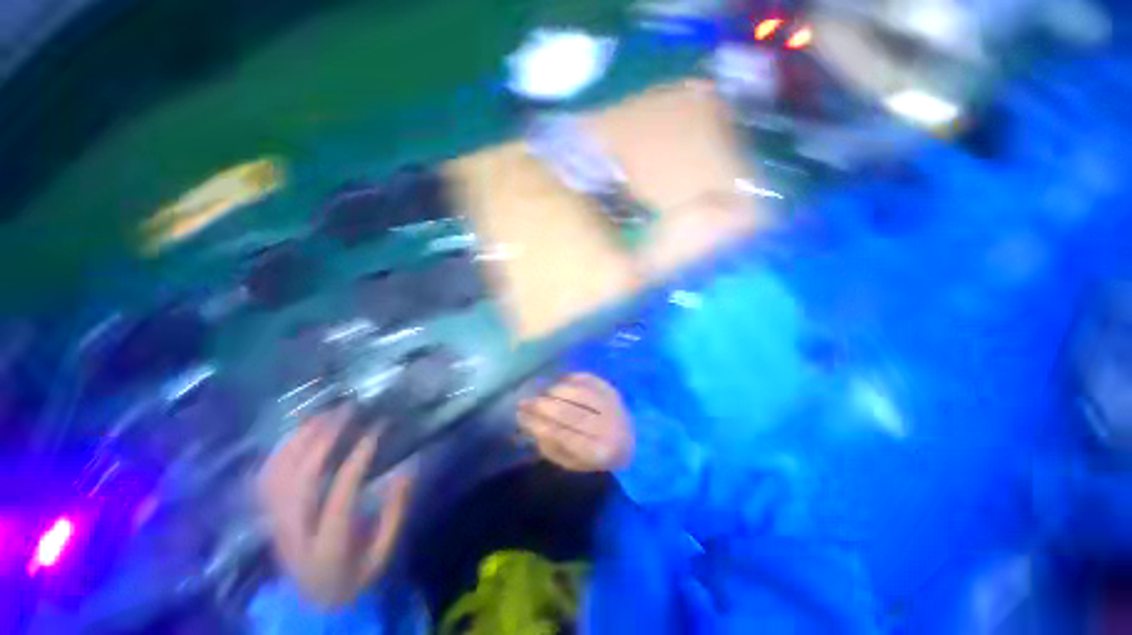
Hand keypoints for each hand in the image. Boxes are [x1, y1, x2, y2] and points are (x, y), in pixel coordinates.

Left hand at [256, 408, 411, 608]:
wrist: (310, 601)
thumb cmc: (354, 575)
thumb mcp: (383, 553)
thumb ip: (395, 513)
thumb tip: (407, 470)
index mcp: (327, 546)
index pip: (340, 494)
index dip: (358, 458)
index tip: (377, 429)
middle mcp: (294, 532)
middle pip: (301, 479)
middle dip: (325, 439)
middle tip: (348, 410)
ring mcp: (274, 523)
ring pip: (278, 474)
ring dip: (300, 439)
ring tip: (325, 413)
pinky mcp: (267, 515)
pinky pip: (265, 477)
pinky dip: (280, 450)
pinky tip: (298, 432)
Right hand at [519, 373, 633, 471]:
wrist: (632, 442)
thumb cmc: (596, 455)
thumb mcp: (573, 463)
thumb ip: (551, 448)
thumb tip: (530, 426)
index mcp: (598, 452)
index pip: (563, 436)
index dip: (538, 424)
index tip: (520, 415)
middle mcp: (608, 427)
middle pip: (570, 413)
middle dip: (542, 406)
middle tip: (524, 401)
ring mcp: (612, 406)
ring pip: (578, 393)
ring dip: (554, 391)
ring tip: (541, 393)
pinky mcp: (613, 390)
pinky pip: (588, 379)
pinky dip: (570, 378)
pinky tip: (558, 382)